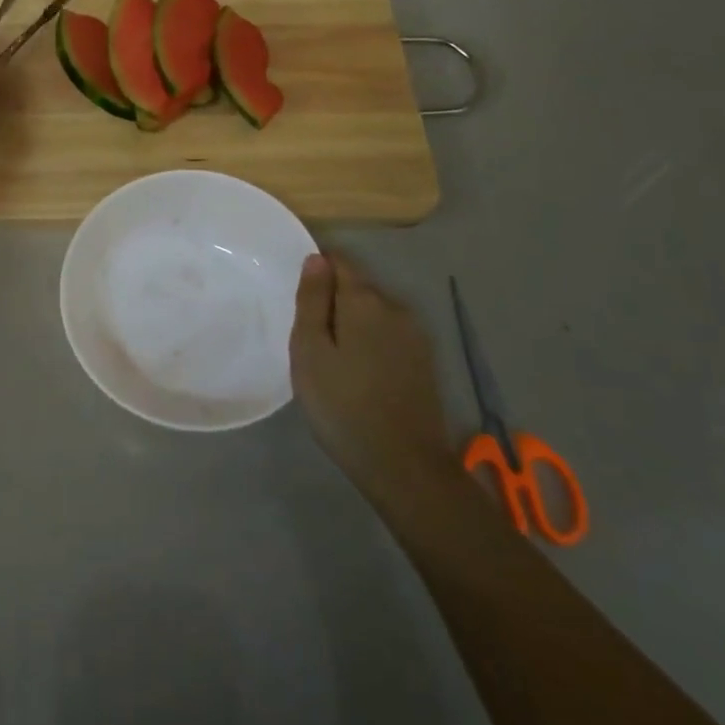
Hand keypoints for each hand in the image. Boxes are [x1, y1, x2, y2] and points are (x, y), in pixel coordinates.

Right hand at [290, 253, 452, 504]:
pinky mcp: (424, 361)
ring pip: (374, 313)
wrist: (404, 466)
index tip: (299, 298)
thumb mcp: (310, 351)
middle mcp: (396, 307)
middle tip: (310, 337)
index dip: (317, 271)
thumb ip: (312, 300)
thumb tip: (316, 258)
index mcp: (364, 300)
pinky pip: (389, 336)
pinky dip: (371, 343)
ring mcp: (415, 335)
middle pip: (357, 288)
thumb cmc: (342, 405)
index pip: (339, 262)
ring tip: (333, 359)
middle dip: (334, 301)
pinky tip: (359, 374)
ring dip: (353, 324)